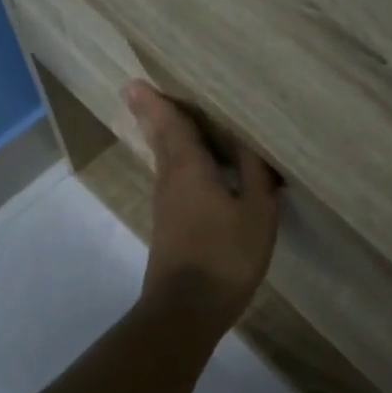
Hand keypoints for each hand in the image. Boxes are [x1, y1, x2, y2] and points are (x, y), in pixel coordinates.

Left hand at [125, 81, 279, 334]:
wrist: (187, 309)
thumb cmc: (226, 255)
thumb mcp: (256, 211)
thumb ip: (255, 173)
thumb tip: (249, 142)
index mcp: (189, 168)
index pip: (171, 125)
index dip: (157, 103)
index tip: (135, 83)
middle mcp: (170, 180)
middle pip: (161, 140)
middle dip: (153, 116)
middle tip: (140, 92)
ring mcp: (166, 206)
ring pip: (165, 161)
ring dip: (165, 139)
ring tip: (171, 120)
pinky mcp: (170, 227)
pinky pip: (174, 181)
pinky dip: (179, 164)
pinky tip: (194, 169)